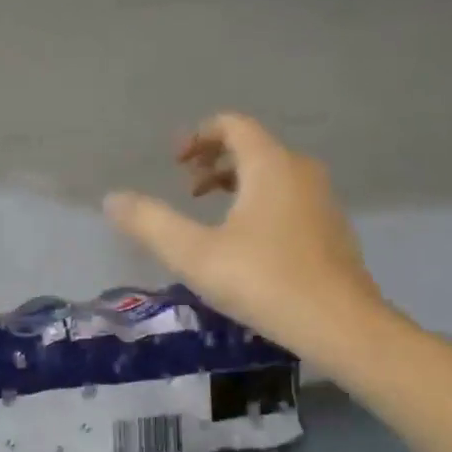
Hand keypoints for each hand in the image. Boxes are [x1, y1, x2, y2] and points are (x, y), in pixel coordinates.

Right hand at [103, 113, 388, 364]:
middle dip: (214, 162)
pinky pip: (289, 199)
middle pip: (253, 147)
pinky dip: (260, 204)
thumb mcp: (193, 254)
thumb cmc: (262, 281)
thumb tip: (112, 199)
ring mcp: (322, 201)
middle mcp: (301, 171)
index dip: (198, 136)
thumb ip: (150, 223)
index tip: (174, 163)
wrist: (340, 325)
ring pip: (273, 175)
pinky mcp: (332, 230)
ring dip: (237, 184)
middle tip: (187, 191)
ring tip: (211, 216)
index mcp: (270, 165)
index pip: (233, 125)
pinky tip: (246, 246)